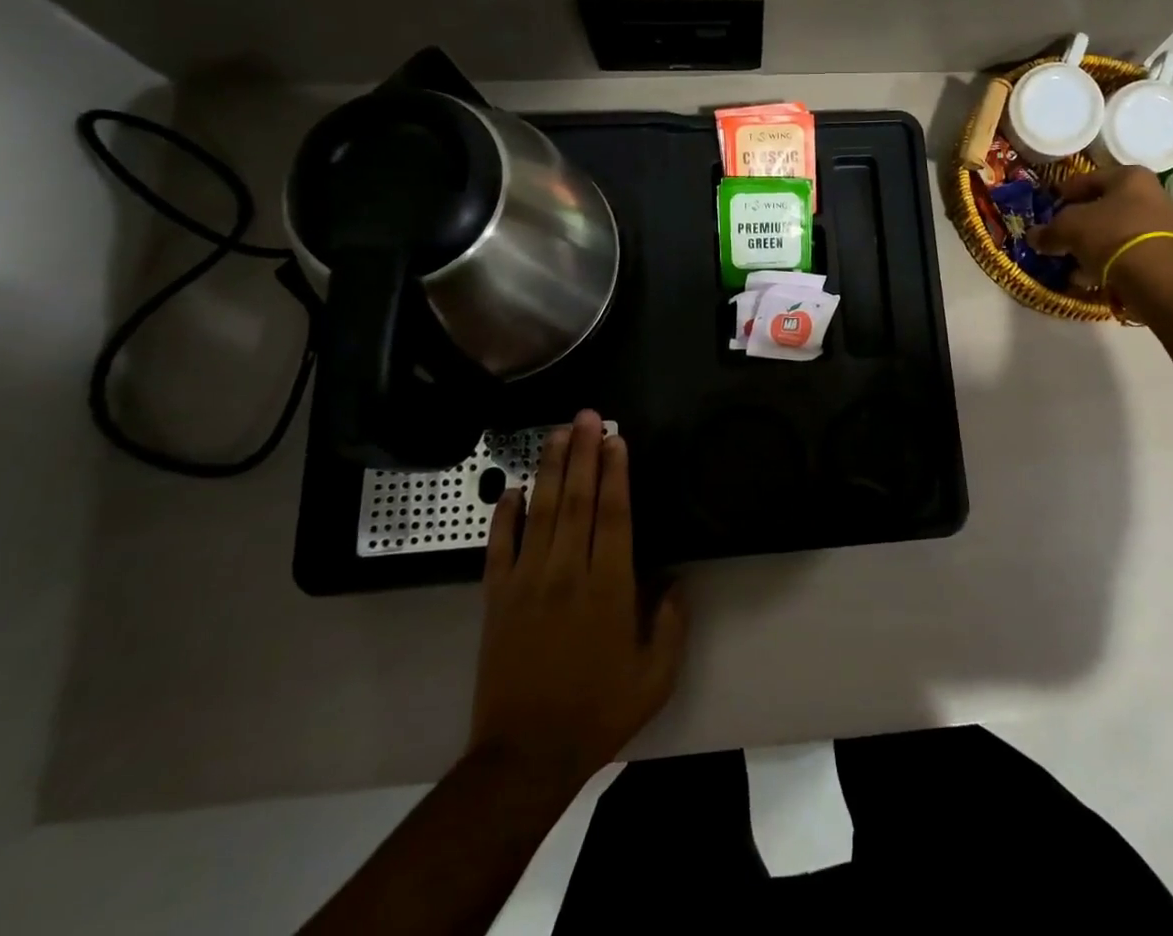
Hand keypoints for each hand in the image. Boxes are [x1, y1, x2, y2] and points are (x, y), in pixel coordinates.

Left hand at [469, 410, 686, 788]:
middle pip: (577, 499)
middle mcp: (568, 572)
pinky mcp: (496, 598)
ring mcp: (527, 582)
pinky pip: (499, 546)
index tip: (617, 439)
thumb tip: (676, 579)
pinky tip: (511, 489)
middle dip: (584, 452)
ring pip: (541, 511)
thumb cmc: (598, 711)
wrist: (525, 756)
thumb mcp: (656, 675)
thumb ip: (672, 623)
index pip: (614, 513)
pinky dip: (504, 515)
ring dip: (549, 468)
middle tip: (588, 416)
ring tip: (557, 433)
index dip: (616, 472)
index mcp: (610, 586)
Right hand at [1026, 166, 1172, 278]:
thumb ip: (1048, 231)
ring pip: (1113, 232)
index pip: (1086, 179)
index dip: (1062, 193)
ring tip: (1069, 261)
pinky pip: (1125, 253)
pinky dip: (1106, 262)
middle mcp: (1150, 194)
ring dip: (1091, 245)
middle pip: (1103, 207)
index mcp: (1129, 176)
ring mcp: (1160, 225)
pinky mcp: (1163, 254)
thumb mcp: (1068, 228)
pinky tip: (1088, 276)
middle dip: (1078, 223)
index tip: (1047, 206)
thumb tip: (1033, 236)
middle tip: (1057, 236)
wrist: (1158, 276)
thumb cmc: (1110, 235)